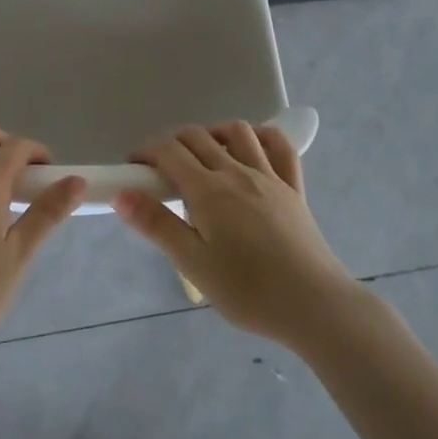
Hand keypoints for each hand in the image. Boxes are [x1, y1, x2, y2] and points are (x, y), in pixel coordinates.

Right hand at [115, 123, 360, 347]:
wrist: (314, 306)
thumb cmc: (248, 290)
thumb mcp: (193, 264)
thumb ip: (157, 225)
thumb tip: (123, 194)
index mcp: (208, 190)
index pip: (168, 151)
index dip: (145, 151)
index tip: (133, 168)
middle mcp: (237, 172)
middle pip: (198, 136)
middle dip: (171, 142)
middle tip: (159, 169)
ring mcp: (269, 176)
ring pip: (237, 132)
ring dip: (213, 133)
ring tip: (202, 156)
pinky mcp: (293, 188)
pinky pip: (280, 147)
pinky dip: (261, 137)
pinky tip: (250, 149)